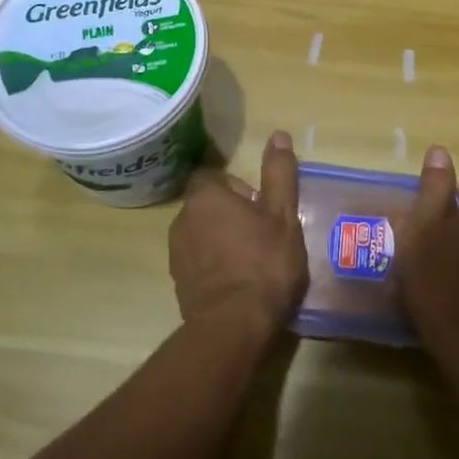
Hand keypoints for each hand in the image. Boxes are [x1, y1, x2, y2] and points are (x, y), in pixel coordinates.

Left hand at [168, 130, 308, 327]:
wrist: (235, 324)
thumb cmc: (264, 262)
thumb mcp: (282, 214)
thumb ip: (279, 174)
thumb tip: (278, 135)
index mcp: (205, 198)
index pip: (213, 178)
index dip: (238, 188)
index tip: (260, 207)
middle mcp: (182, 220)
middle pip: (207, 206)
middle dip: (230, 214)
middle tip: (261, 233)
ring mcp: (177, 254)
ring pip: (201, 235)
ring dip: (221, 240)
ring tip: (252, 260)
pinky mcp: (179, 283)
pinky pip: (198, 262)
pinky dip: (215, 265)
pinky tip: (239, 282)